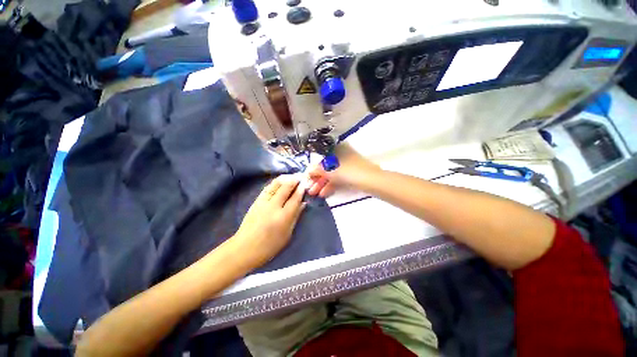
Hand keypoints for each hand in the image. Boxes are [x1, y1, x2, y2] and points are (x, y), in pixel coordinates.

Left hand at [232, 175, 306, 268]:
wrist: (245, 248)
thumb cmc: (270, 246)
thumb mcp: (287, 234)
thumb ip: (296, 217)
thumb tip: (303, 204)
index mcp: (283, 217)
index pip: (295, 198)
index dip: (301, 190)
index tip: (305, 184)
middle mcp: (274, 206)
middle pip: (286, 188)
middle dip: (294, 180)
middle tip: (301, 176)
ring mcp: (263, 202)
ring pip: (276, 185)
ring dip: (285, 179)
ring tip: (292, 176)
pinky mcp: (256, 201)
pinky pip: (268, 188)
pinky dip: (275, 182)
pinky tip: (280, 181)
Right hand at [307, 144, 380, 196]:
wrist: (370, 180)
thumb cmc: (347, 171)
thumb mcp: (329, 170)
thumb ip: (316, 170)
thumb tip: (308, 171)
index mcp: (336, 149)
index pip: (320, 158)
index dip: (312, 169)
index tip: (306, 178)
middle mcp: (341, 155)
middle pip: (325, 167)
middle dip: (316, 179)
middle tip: (309, 189)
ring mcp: (347, 165)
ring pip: (331, 174)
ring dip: (322, 184)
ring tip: (314, 194)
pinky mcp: (351, 174)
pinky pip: (338, 179)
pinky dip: (331, 185)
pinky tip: (324, 194)